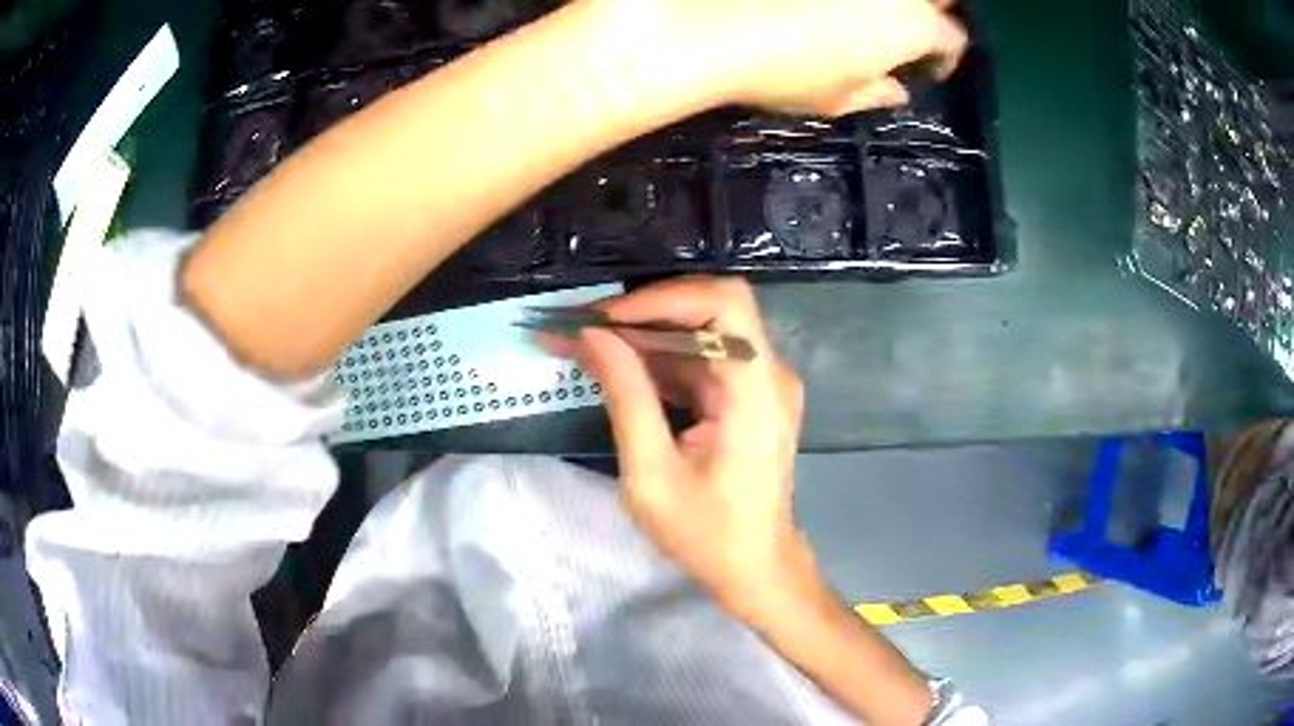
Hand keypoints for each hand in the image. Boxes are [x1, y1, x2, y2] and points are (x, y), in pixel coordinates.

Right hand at [557, 277, 811, 619]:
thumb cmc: (707, 535)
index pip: (724, 303)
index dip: (663, 298)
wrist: (755, 568)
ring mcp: (760, 383)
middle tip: (578, 326)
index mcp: (757, 392)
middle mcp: (768, 374)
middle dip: (639, 314)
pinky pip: (699, 361)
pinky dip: (655, 360)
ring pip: (697, 333)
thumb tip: (593, 336)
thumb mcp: (651, 475)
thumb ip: (626, 398)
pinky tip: (611, 366)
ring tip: (579, 342)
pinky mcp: (746, 396)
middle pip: (708, 311)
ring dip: (640, 335)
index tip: (605, 319)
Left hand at [594, 0, 967, 114]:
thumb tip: (898, 92)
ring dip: (892, 5)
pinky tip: (828, 8)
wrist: (712, 24)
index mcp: (913, 25)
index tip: (927, 67)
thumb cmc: (784, 71)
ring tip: (869, 16)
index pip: (953, 37)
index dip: (946, 56)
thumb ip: (876, 92)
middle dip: (932, 11)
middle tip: (909, 26)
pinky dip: (849, 1)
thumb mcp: (837, 97)